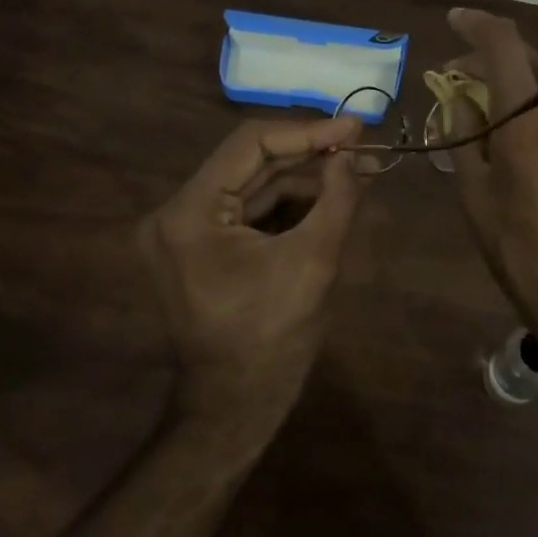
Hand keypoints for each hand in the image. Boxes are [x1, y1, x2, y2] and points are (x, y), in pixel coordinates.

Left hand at [137, 116, 366, 422]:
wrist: (236, 409)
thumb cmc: (273, 341)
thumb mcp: (313, 263)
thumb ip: (336, 199)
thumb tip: (353, 154)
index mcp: (190, 214)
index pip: (250, 145)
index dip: (307, 132)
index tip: (354, 127)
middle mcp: (175, 213)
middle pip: (250, 162)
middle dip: (309, 156)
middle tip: (362, 147)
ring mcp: (184, 231)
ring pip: (252, 185)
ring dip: (302, 179)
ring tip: (356, 172)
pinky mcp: (199, 246)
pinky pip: (247, 209)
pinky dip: (287, 203)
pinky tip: (329, 196)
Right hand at [444, 8, 537, 321]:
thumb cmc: (522, 250)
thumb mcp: (475, 195)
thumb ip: (464, 137)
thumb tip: (460, 101)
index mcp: (528, 117)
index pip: (503, 42)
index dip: (476, 23)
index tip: (455, 20)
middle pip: (535, 50)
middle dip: (498, 54)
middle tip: (469, 80)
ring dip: (532, 70)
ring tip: (509, 103)